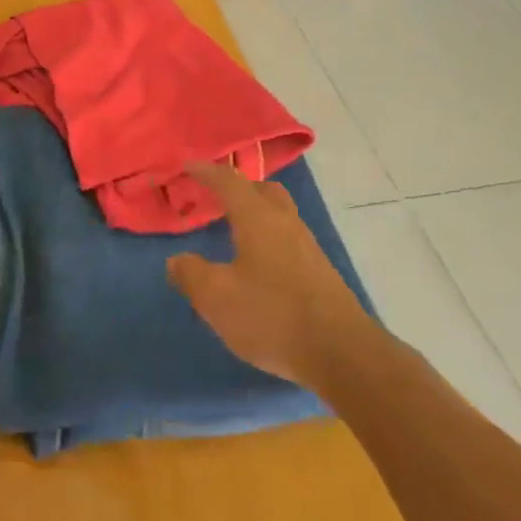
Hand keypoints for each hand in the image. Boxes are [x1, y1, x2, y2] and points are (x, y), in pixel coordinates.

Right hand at [167, 162, 373, 387]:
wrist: (343, 354)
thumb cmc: (273, 316)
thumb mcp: (217, 298)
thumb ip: (191, 274)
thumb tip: (177, 260)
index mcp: (258, 218)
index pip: (228, 182)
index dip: (206, 171)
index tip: (187, 166)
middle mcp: (285, 223)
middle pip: (262, 190)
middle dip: (238, 189)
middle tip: (215, 198)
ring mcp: (308, 248)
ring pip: (279, 215)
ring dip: (255, 214)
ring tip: (233, 233)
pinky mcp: (320, 273)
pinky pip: (288, 240)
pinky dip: (268, 239)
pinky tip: (257, 267)